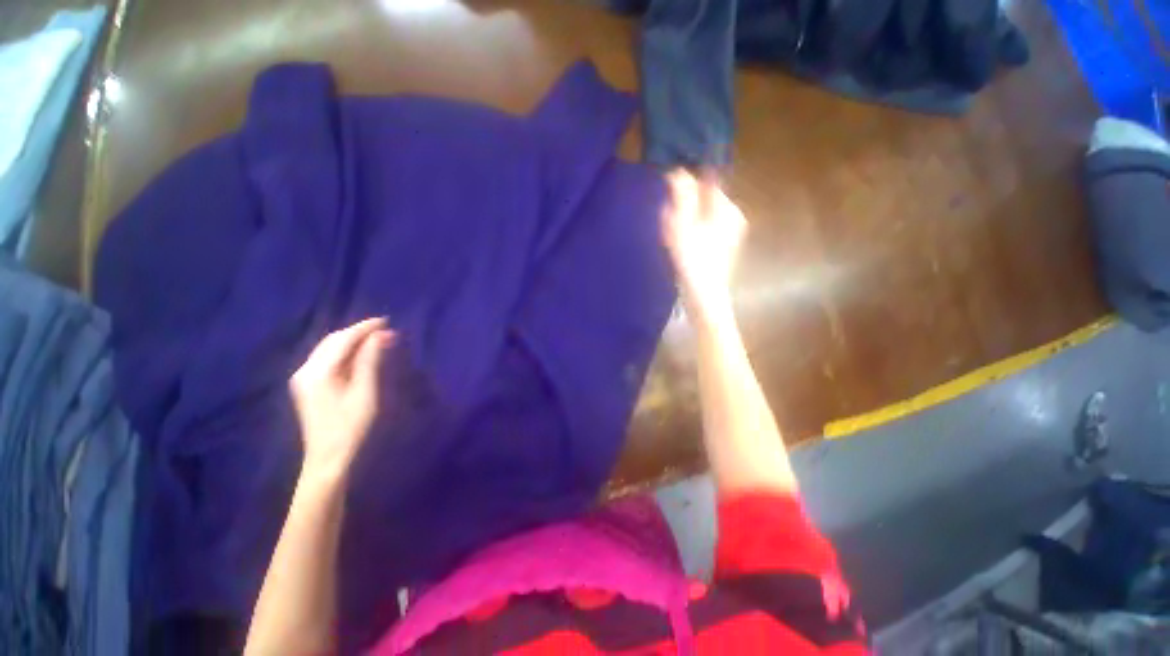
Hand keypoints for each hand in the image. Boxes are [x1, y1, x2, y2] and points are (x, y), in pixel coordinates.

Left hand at [290, 317, 394, 479]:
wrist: (328, 458)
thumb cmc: (351, 426)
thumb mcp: (366, 392)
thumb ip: (370, 361)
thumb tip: (381, 335)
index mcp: (318, 372)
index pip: (342, 339)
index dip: (365, 328)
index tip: (387, 321)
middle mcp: (306, 370)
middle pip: (332, 341)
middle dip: (358, 332)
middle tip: (385, 329)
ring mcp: (303, 378)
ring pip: (329, 348)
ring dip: (352, 340)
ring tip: (376, 338)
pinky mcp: (307, 386)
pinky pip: (327, 358)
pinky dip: (345, 351)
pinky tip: (359, 353)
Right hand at [660, 170, 746, 320]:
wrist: (704, 297)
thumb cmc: (693, 260)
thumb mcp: (683, 225)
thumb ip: (681, 196)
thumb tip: (677, 172)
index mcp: (728, 209)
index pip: (707, 182)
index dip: (686, 185)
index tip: (668, 196)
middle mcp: (733, 217)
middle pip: (704, 200)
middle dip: (685, 206)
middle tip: (668, 222)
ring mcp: (730, 233)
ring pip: (702, 216)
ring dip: (685, 220)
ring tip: (671, 236)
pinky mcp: (722, 247)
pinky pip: (704, 230)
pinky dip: (691, 232)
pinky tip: (680, 245)